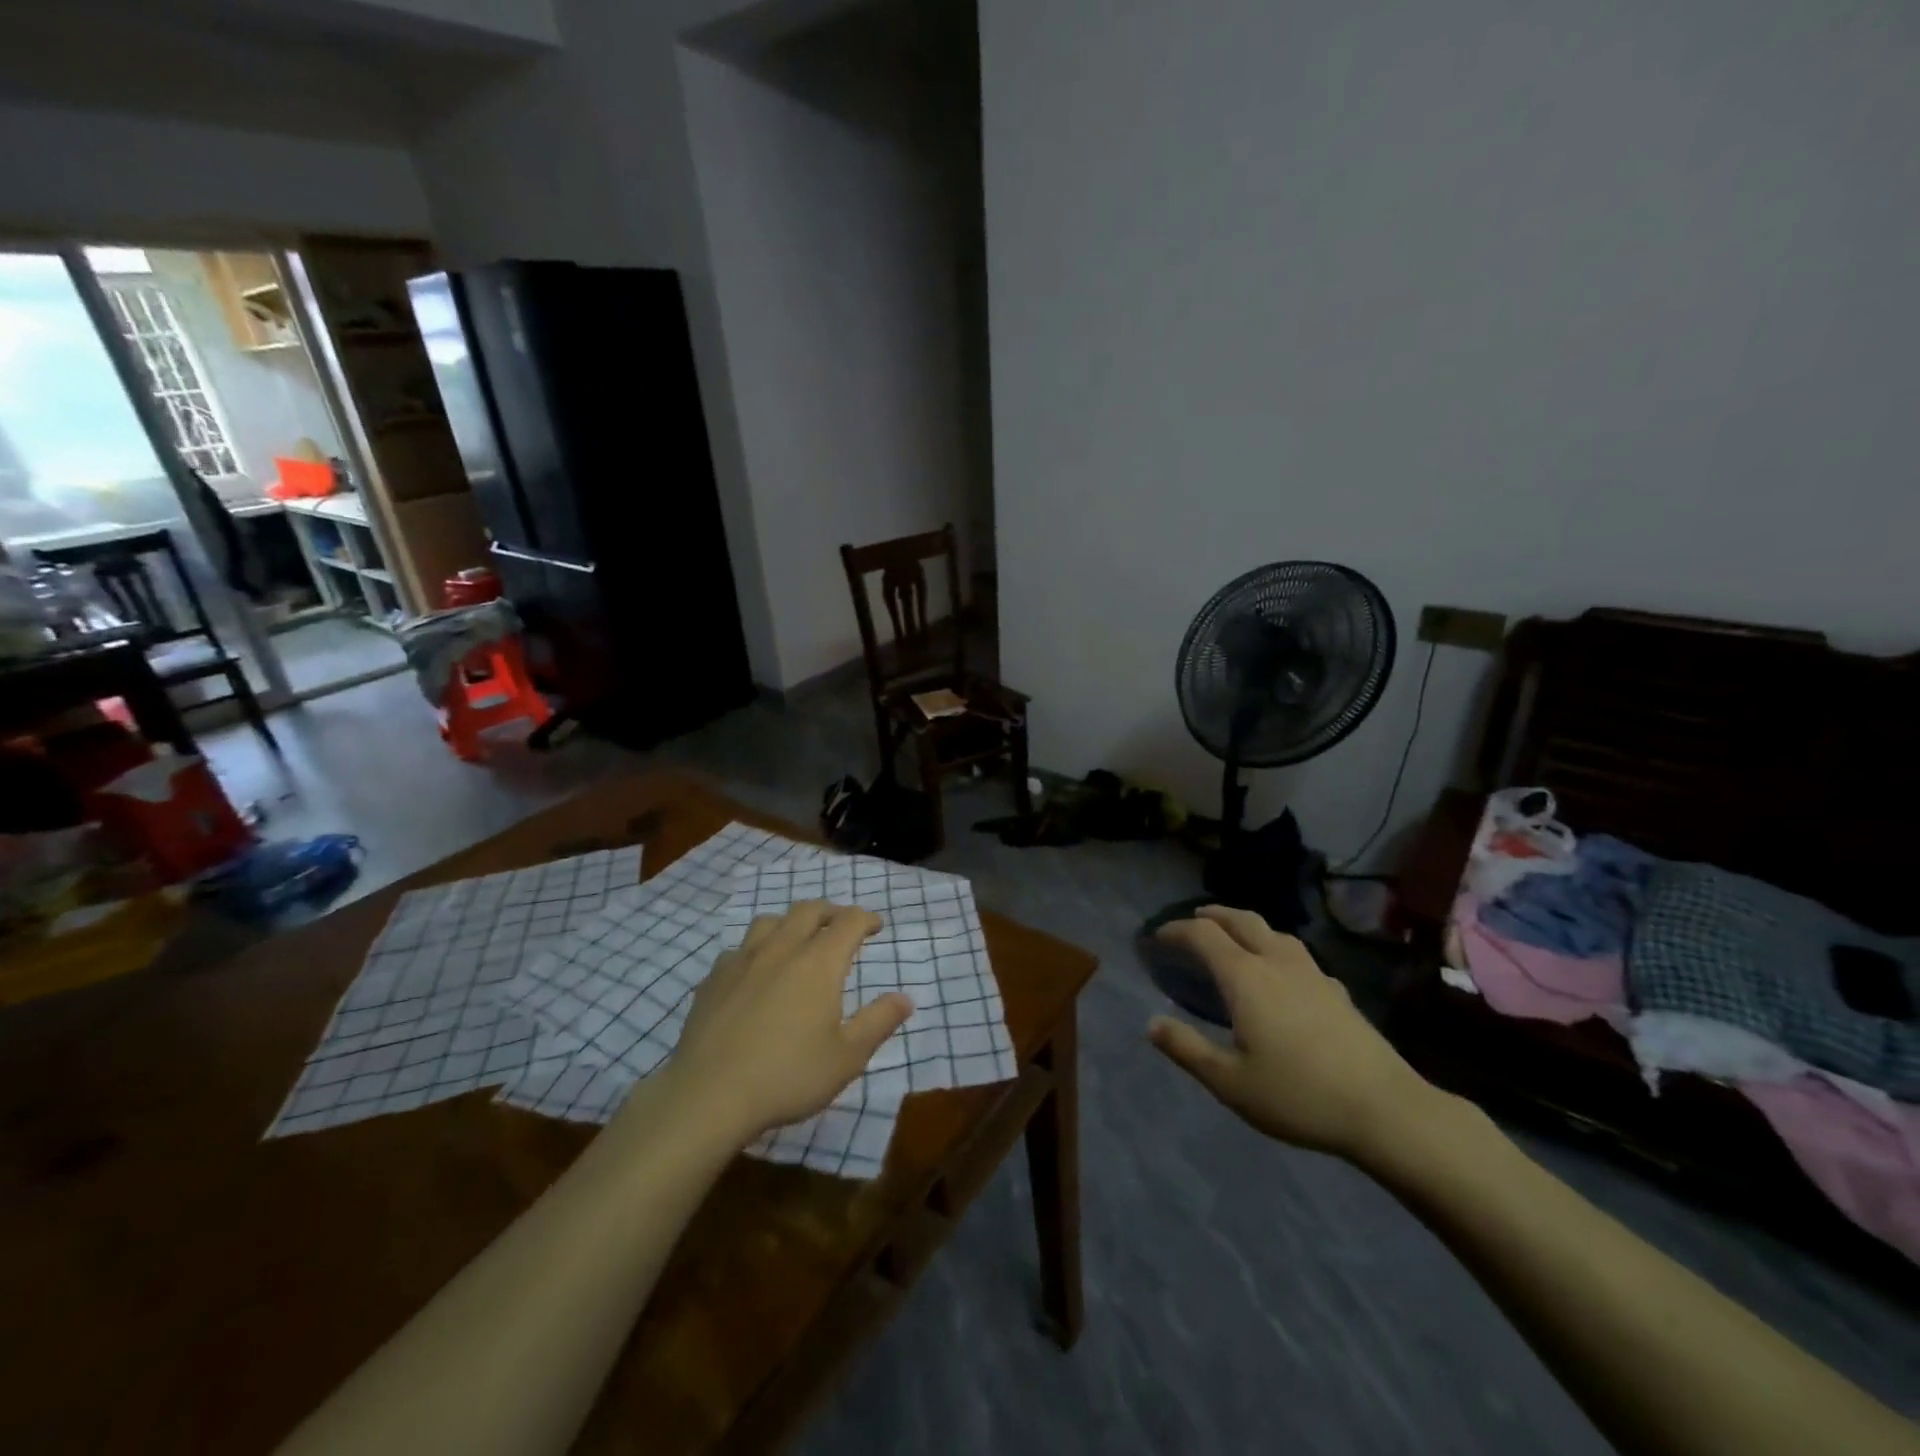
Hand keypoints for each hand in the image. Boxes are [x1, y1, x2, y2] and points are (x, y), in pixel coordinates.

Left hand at [664, 902, 913, 1145]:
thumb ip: (879, 1022)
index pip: (848, 921)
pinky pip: (739, 949)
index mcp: (819, 963)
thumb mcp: (847, 1058)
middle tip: (841, 925)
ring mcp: (742, 961)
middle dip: (830, 912)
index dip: (866, 918)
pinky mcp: (713, 979)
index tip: (875, 926)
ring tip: (798, 941)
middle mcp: (781, 949)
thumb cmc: (788, 1076)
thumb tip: (905, 998)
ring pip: (770, 921)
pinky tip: (755, 972)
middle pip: (809, 910)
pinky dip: (756, 950)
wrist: (708, 1096)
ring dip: (791, 923)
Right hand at [1148, 905, 1436, 1164]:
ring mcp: (1312, 973)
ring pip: (1274, 931)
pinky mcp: (1337, 990)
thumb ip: (1187, 1049)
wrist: (1384, 1109)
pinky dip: (1276, 948)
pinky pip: (1298, 954)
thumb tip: (1152, 1023)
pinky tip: (1283, 972)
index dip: (1176, 930)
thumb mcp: (1230, 1082)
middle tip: (1194, 919)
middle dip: (1212, 914)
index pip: (1203, 935)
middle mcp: (1276, 962)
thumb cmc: (1298, 1094)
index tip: (1157, 937)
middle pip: (1241, 920)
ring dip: (1246, 925)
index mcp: (1245, 977)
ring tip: (1234, 936)